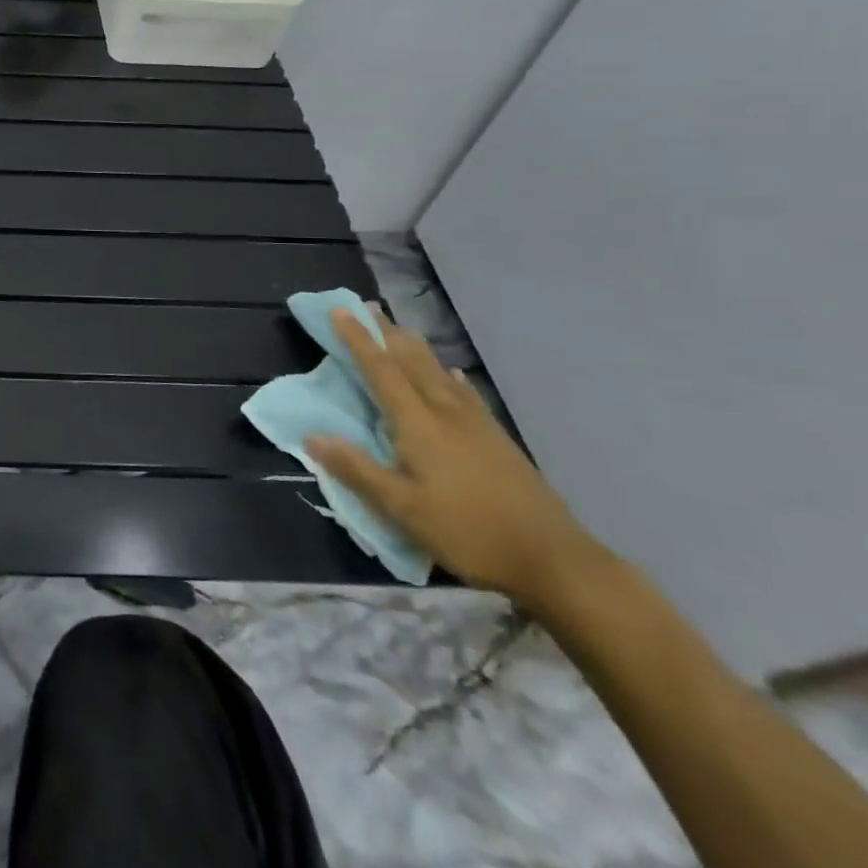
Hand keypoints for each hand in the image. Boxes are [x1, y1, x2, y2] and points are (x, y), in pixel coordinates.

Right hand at [306, 307, 607, 610]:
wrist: (556, 561)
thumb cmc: (469, 532)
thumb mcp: (402, 509)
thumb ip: (356, 469)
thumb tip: (311, 435)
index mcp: (419, 425)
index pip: (381, 372)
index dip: (358, 341)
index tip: (339, 311)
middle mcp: (446, 414)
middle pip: (412, 362)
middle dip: (387, 334)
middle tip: (368, 306)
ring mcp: (477, 426)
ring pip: (439, 373)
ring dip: (415, 348)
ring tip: (401, 329)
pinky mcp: (498, 441)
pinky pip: (466, 394)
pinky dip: (451, 377)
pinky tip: (453, 374)